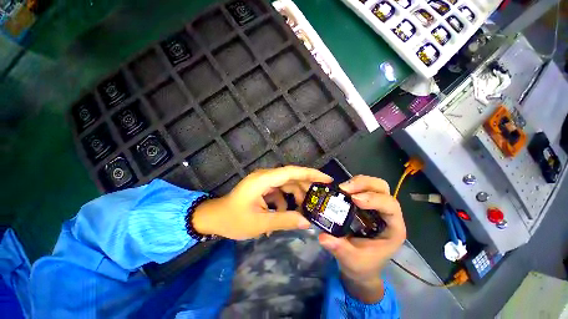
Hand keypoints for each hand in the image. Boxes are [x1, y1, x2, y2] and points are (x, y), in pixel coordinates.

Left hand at [193, 166, 332, 239]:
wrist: (214, 218)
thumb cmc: (233, 220)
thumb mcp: (260, 223)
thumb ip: (284, 221)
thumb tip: (307, 222)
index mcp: (263, 179)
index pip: (292, 172)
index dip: (311, 174)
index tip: (326, 180)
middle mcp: (265, 176)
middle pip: (292, 176)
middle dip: (307, 186)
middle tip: (321, 197)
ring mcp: (264, 181)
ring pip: (287, 184)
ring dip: (296, 196)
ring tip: (304, 211)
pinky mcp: (263, 187)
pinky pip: (279, 191)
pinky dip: (285, 202)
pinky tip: (284, 215)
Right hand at [318, 175, 405, 302]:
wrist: (360, 265)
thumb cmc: (362, 264)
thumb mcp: (351, 260)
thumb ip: (339, 248)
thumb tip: (323, 237)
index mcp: (393, 228)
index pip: (390, 206)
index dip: (374, 199)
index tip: (354, 199)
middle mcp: (387, 213)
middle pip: (382, 188)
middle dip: (364, 184)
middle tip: (344, 188)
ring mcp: (376, 206)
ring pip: (373, 184)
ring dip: (357, 182)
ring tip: (341, 188)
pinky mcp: (365, 203)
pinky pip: (362, 188)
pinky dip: (352, 185)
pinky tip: (341, 190)